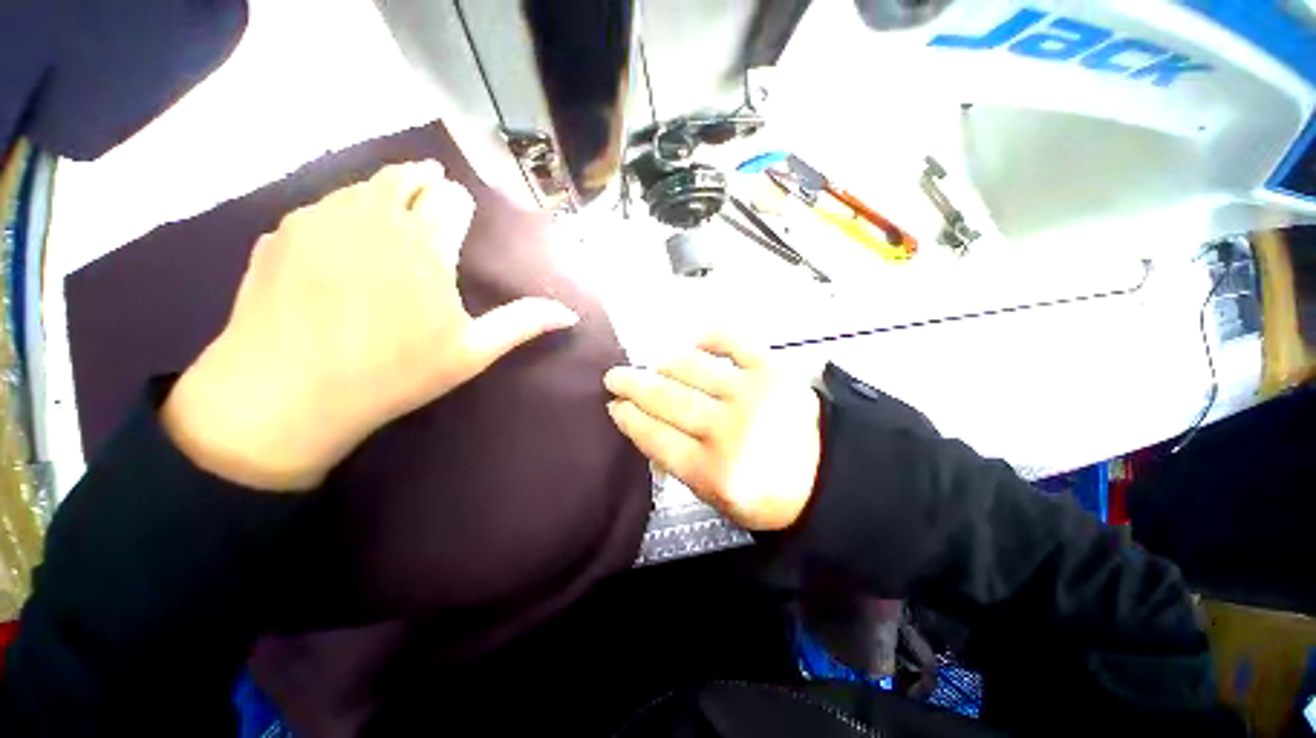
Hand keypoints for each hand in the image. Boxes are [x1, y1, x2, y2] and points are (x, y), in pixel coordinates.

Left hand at [162, 162, 578, 489]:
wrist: (285, 394)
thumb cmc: (394, 373)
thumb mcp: (472, 351)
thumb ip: (523, 322)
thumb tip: (570, 312)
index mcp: (426, 244)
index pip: (453, 200)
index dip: (460, 207)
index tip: (460, 218)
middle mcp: (375, 216)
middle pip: (407, 178)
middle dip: (424, 185)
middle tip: (430, 201)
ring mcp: (321, 219)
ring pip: (364, 186)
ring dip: (384, 194)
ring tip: (393, 217)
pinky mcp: (281, 232)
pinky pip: (323, 207)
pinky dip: (342, 212)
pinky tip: (343, 243)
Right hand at [603, 334, 821, 530]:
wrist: (827, 474)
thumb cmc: (767, 492)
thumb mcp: (716, 497)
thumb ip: (677, 464)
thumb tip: (644, 427)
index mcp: (713, 471)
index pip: (655, 437)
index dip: (628, 418)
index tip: (614, 405)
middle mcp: (728, 430)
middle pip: (666, 399)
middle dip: (632, 385)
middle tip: (615, 376)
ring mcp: (751, 394)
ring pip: (690, 368)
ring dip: (663, 363)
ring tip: (653, 364)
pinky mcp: (772, 369)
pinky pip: (731, 342)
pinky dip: (707, 337)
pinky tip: (692, 341)